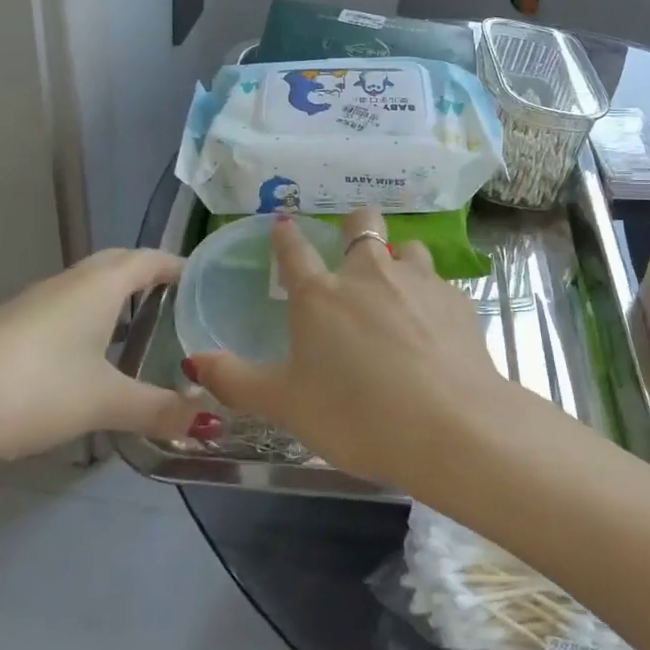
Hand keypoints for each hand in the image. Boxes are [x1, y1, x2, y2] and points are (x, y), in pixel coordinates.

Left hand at [0, 249, 215, 467]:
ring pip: (85, 284)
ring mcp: (32, 302)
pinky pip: (61, 305)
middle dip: (146, 273)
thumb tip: (206, 420)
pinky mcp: (7, 326)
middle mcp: (68, 283)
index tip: (201, 278)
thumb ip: (157, 409)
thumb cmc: (37, 390)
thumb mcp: (104, 403)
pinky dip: (85, 314)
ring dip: (113, 294)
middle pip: (116, 263)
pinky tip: (84, 352)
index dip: (177, 265)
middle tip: (173, 297)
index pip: (149, 259)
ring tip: (136, 323)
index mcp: (100, 287)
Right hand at [186, 209, 519, 489]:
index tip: (283, 224)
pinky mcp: (456, 298)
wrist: (449, 426)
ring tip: (398, 292)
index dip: (286, 234)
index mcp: (320, 295)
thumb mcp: (286, 406)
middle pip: (362, 222)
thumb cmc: (356, 417)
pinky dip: (430, 297)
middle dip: (355, 226)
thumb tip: (194, 359)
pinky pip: (438, 283)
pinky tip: (433, 329)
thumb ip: (237, 380)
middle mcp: (369, 272)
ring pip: (408, 247)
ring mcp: (417, 280)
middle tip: (353, 251)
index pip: (294, 249)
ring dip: (399, 260)